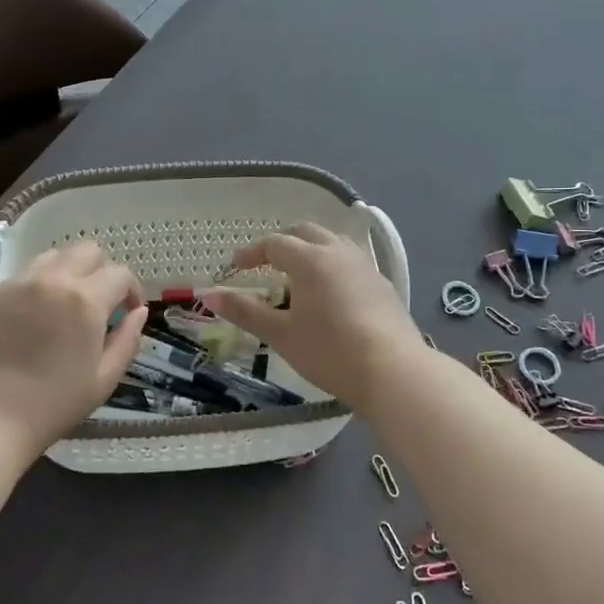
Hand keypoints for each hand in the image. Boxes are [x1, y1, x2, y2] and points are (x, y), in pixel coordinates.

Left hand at [0, 242, 147, 455]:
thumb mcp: (104, 379)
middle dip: (101, 271)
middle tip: (98, 302)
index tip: (127, 311)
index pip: (120, 274)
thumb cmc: (52, 405)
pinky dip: (36, 287)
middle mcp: (52, 280)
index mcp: (85, 300)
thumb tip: (138, 312)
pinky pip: (22, 276)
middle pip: (87, 251)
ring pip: (53, 257)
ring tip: (63, 303)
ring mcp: (17, 284)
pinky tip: (31, 318)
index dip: (132, 290)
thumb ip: (128, 340)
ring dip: (68, 272)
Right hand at [200, 223, 420, 406]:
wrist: (394, 372)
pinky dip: (332, 265)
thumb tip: (208, 294)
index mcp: (310, 259)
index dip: (251, 253)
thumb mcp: (281, 334)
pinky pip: (350, 261)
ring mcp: (365, 266)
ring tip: (297, 276)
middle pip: (305, 232)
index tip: (234, 267)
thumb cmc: (330, 352)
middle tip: (265, 264)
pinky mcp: (382, 284)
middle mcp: (339, 252)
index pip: (274, 244)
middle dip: (281, 243)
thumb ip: (245, 311)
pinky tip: (331, 293)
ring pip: (332, 242)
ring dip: (310, 250)